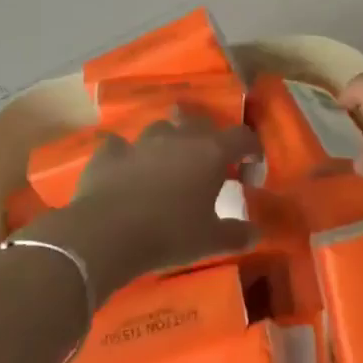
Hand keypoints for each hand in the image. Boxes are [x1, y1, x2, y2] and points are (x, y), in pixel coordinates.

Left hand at [48, 113, 259, 297]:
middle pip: (200, 121)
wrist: (107, 234)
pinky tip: (126, 170)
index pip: (243, 137)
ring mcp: (142, 142)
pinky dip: (126, 155)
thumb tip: (255, 233)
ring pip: (161, 128)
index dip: (252, 150)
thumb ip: (236, 234)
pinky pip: (121, 146)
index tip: (251, 171)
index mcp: (211, 153)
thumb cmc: (169, 234)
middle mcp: (179, 138)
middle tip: (209, 162)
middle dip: (208, 136)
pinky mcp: (110, 153)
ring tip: (168, 164)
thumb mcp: (210, 241)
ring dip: (168, 142)